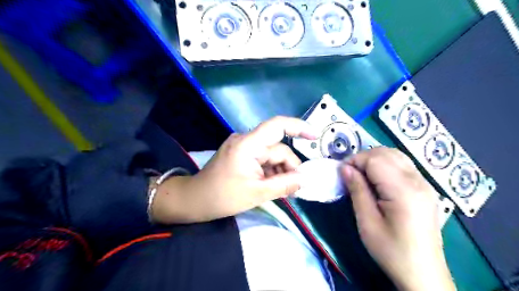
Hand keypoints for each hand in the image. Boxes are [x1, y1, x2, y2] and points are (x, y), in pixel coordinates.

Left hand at [151, 116, 315, 222]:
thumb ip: (284, 185)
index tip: (315, 136)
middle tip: (294, 188)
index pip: (277, 126)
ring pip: (272, 155)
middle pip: (277, 149)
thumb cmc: (223, 197)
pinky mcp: (241, 154)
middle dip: (288, 167)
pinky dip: (270, 171)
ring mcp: (243, 146)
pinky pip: (263, 159)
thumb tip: (305, 179)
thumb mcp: (257, 193)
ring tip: (281, 190)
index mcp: (248, 145)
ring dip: (280, 171)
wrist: (195, 200)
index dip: (298, 127)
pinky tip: (271, 184)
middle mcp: (246, 140)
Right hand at [343, 148, 454, 290]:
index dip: (355, 161)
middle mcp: (418, 181)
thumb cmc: (391, 250)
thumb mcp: (367, 222)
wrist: (423, 273)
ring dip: (375, 160)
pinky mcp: (426, 188)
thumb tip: (344, 168)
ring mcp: (425, 184)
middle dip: (364, 158)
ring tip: (362, 176)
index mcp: (404, 191)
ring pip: (396, 155)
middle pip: (387, 153)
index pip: (376, 159)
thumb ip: (357, 190)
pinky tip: (378, 180)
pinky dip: (386, 165)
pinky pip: (403, 165)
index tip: (342, 173)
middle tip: (350, 174)